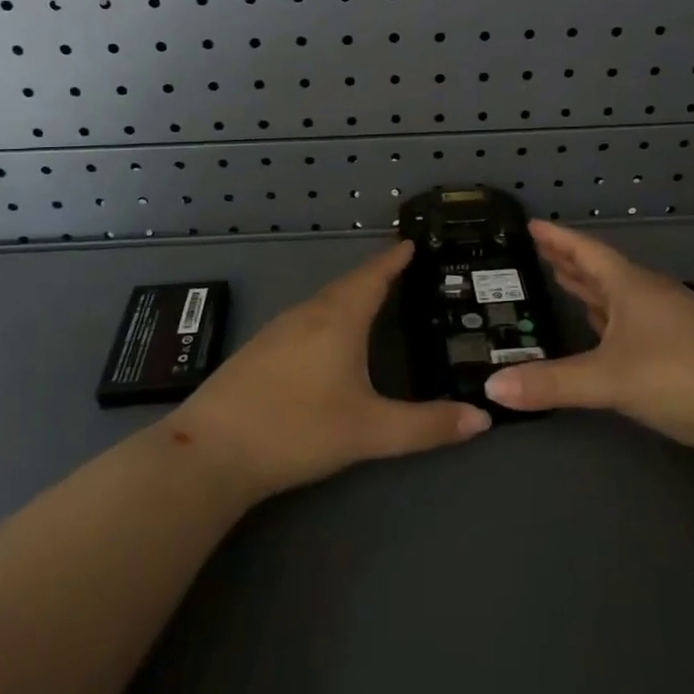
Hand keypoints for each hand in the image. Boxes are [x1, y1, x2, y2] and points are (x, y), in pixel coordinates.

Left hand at [168, 241, 490, 499]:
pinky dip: (327, 316)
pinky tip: (326, 339)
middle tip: (401, 271)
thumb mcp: (370, 432)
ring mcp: (277, 331)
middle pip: (347, 285)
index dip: (394, 259)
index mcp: (338, 319)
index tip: (411, 242)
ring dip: (349, 295)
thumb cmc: (297, 429)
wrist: (210, 451)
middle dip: (375, 275)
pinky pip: (304, 319)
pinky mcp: (258, 351)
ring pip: (323, 302)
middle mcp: (308, 314)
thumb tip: (483, 420)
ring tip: (371, 300)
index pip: (373, 276)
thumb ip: (427, 426)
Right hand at [484, 222, 693, 466]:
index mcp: (632, 287)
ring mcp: (672, 324)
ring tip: (565, 282)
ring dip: (592, 291)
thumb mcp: (609, 379)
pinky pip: (634, 325)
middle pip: (604, 271)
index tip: (532, 224)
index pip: (587, 251)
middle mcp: (651, 297)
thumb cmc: (682, 376)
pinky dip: (611, 322)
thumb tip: (491, 387)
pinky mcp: (684, 352)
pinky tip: (603, 332)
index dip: (558, 238)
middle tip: (541, 252)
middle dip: (571, 262)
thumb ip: (551, 383)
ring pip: (621, 298)